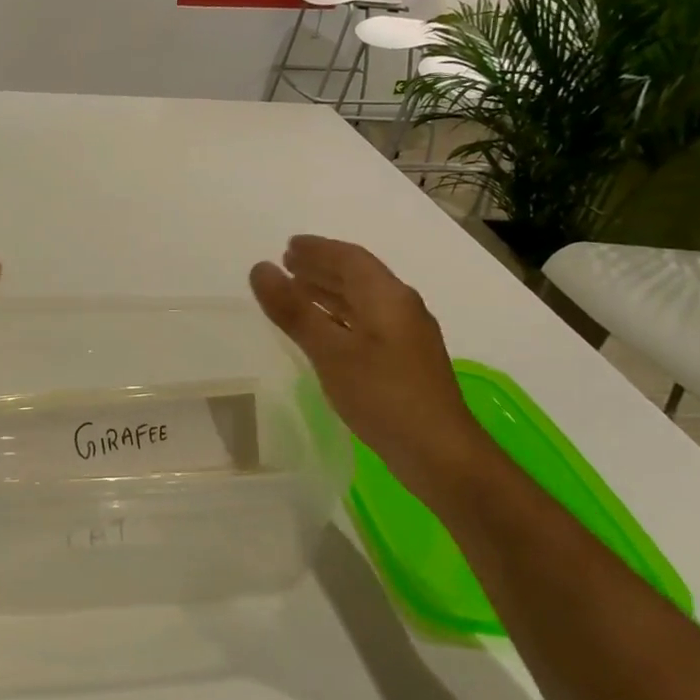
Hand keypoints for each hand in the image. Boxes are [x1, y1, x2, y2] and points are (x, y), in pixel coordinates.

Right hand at [250, 235, 488, 494]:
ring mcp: (406, 336)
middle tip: (287, 264)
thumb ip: (293, 310)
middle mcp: (401, 308)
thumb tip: (260, 269)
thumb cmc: (383, 396)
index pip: (350, 258)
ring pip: (362, 301)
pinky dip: (339, 317)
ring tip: (297, 291)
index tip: (288, 246)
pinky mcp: (404, 362)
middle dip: (322, 268)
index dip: (318, 249)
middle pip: (358, 277)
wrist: (439, 453)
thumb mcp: (330, 351)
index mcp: (387, 297)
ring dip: (329, 292)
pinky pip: (365, 323)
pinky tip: (323, 331)